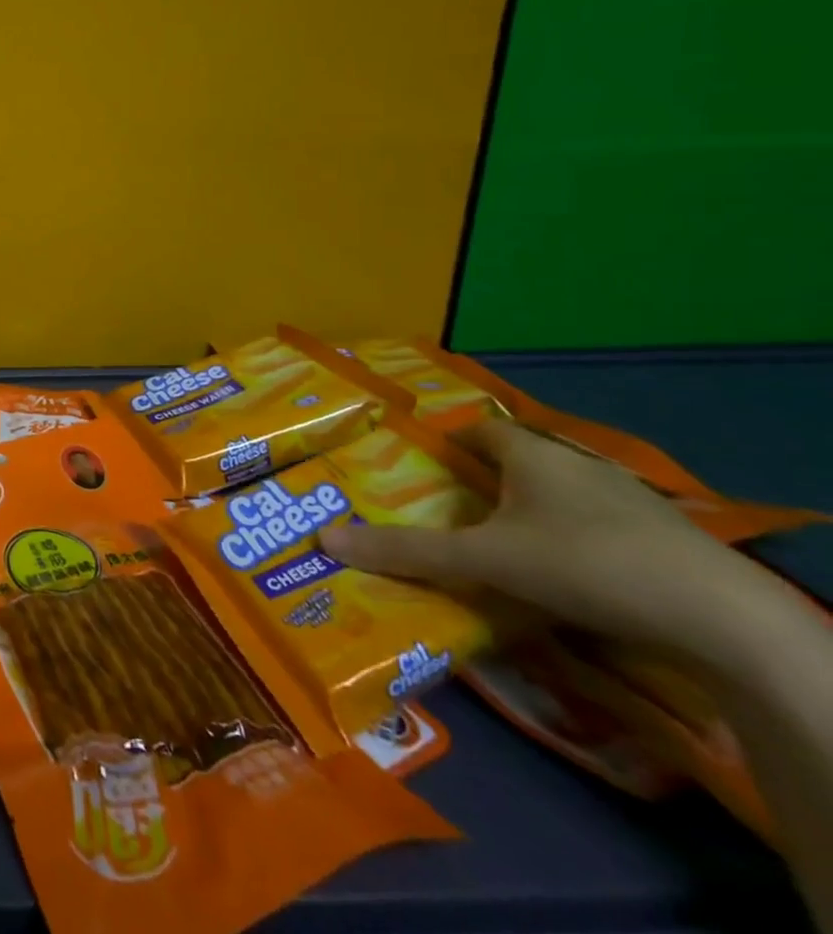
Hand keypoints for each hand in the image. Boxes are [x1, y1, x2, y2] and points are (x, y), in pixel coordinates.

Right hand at [318, 417, 773, 660]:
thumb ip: (407, 551)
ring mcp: (631, 503)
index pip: (478, 429)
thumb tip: (324, 538)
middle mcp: (578, 466)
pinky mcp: (668, 543)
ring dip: (531, 512)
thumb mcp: (483, 560)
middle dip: (484, 481)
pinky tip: (567, 575)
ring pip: (562, 496)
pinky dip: (574, 541)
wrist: (727, 622)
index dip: (447, 441)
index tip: (421, 464)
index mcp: (531, 454)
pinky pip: (600, 527)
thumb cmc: (585, 564)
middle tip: (449, 508)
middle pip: (519, 462)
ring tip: (500, 544)